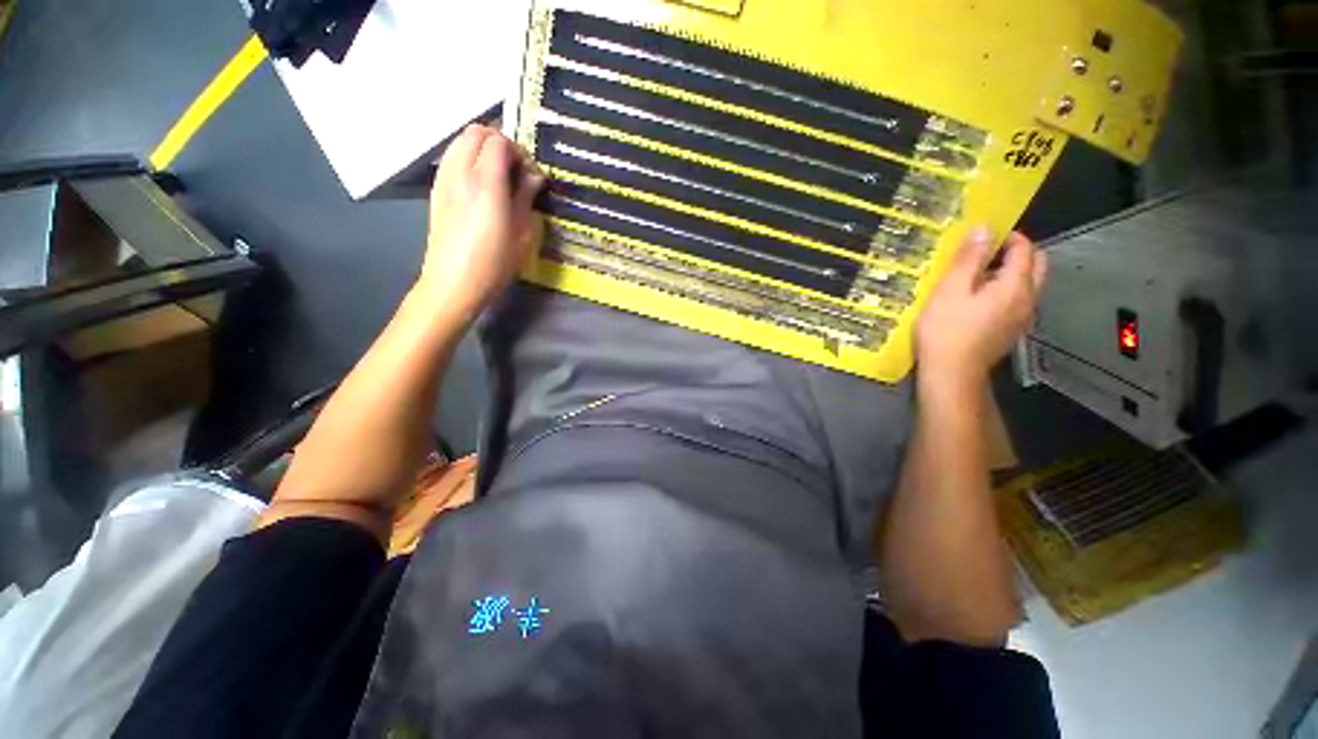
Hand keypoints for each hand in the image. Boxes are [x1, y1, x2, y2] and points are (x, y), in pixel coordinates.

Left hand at [416, 125, 544, 322]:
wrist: (454, 283)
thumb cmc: (494, 263)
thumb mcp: (521, 233)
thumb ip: (526, 198)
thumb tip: (534, 176)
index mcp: (486, 182)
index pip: (500, 142)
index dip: (519, 152)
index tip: (531, 175)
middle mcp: (460, 172)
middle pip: (476, 132)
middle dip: (500, 142)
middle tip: (517, 170)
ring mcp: (444, 179)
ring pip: (460, 141)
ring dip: (482, 148)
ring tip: (500, 176)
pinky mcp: (436, 190)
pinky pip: (451, 157)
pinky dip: (468, 158)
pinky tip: (481, 185)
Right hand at [917, 227, 1046, 388]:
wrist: (951, 373)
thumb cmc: (946, 330)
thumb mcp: (950, 290)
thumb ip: (969, 259)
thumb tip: (983, 229)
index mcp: (1016, 285)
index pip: (1025, 249)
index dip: (1007, 236)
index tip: (982, 236)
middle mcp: (1028, 299)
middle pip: (1037, 265)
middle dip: (1017, 253)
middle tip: (985, 254)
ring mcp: (1022, 318)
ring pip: (1028, 285)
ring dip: (1010, 273)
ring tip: (976, 277)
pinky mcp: (1010, 332)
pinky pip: (1017, 302)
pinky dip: (1004, 292)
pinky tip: (977, 301)